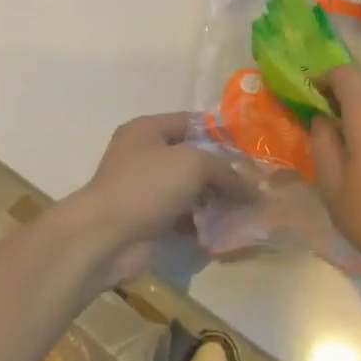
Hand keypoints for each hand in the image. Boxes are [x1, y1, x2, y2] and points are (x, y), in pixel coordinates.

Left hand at [68, 113, 250, 287]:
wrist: (105, 238)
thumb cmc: (147, 186)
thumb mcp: (193, 164)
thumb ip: (226, 171)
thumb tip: (253, 190)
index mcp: (148, 130)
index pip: (192, 122)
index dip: (222, 132)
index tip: (251, 148)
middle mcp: (145, 156)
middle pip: (193, 157)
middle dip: (223, 170)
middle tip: (254, 181)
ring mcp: (146, 190)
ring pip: (190, 189)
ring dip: (216, 198)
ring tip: (247, 206)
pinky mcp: (150, 220)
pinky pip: (184, 216)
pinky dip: (203, 221)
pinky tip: (227, 227)